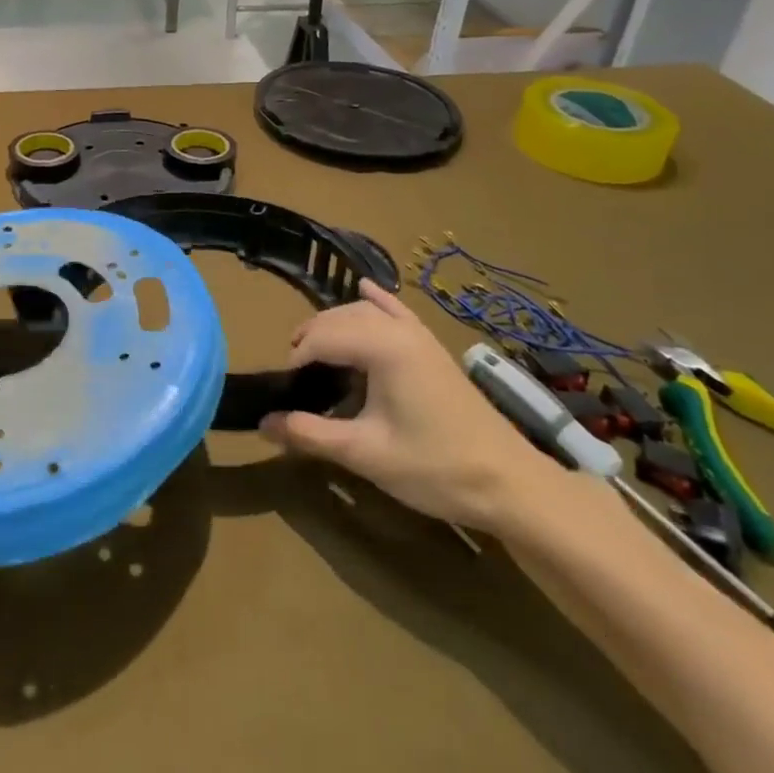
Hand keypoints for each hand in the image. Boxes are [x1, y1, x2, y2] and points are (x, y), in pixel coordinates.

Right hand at [259, 281, 553, 531]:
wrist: (509, 483)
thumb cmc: (435, 467)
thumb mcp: (365, 453)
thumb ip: (310, 434)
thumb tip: (263, 422)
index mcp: (383, 347)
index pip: (321, 338)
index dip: (297, 361)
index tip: (285, 392)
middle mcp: (399, 330)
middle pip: (338, 318)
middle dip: (310, 339)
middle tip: (295, 379)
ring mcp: (420, 336)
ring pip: (364, 312)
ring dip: (334, 325)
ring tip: (314, 355)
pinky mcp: (432, 348)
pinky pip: (397, 311)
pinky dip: (376, 301)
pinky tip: (364, 289)